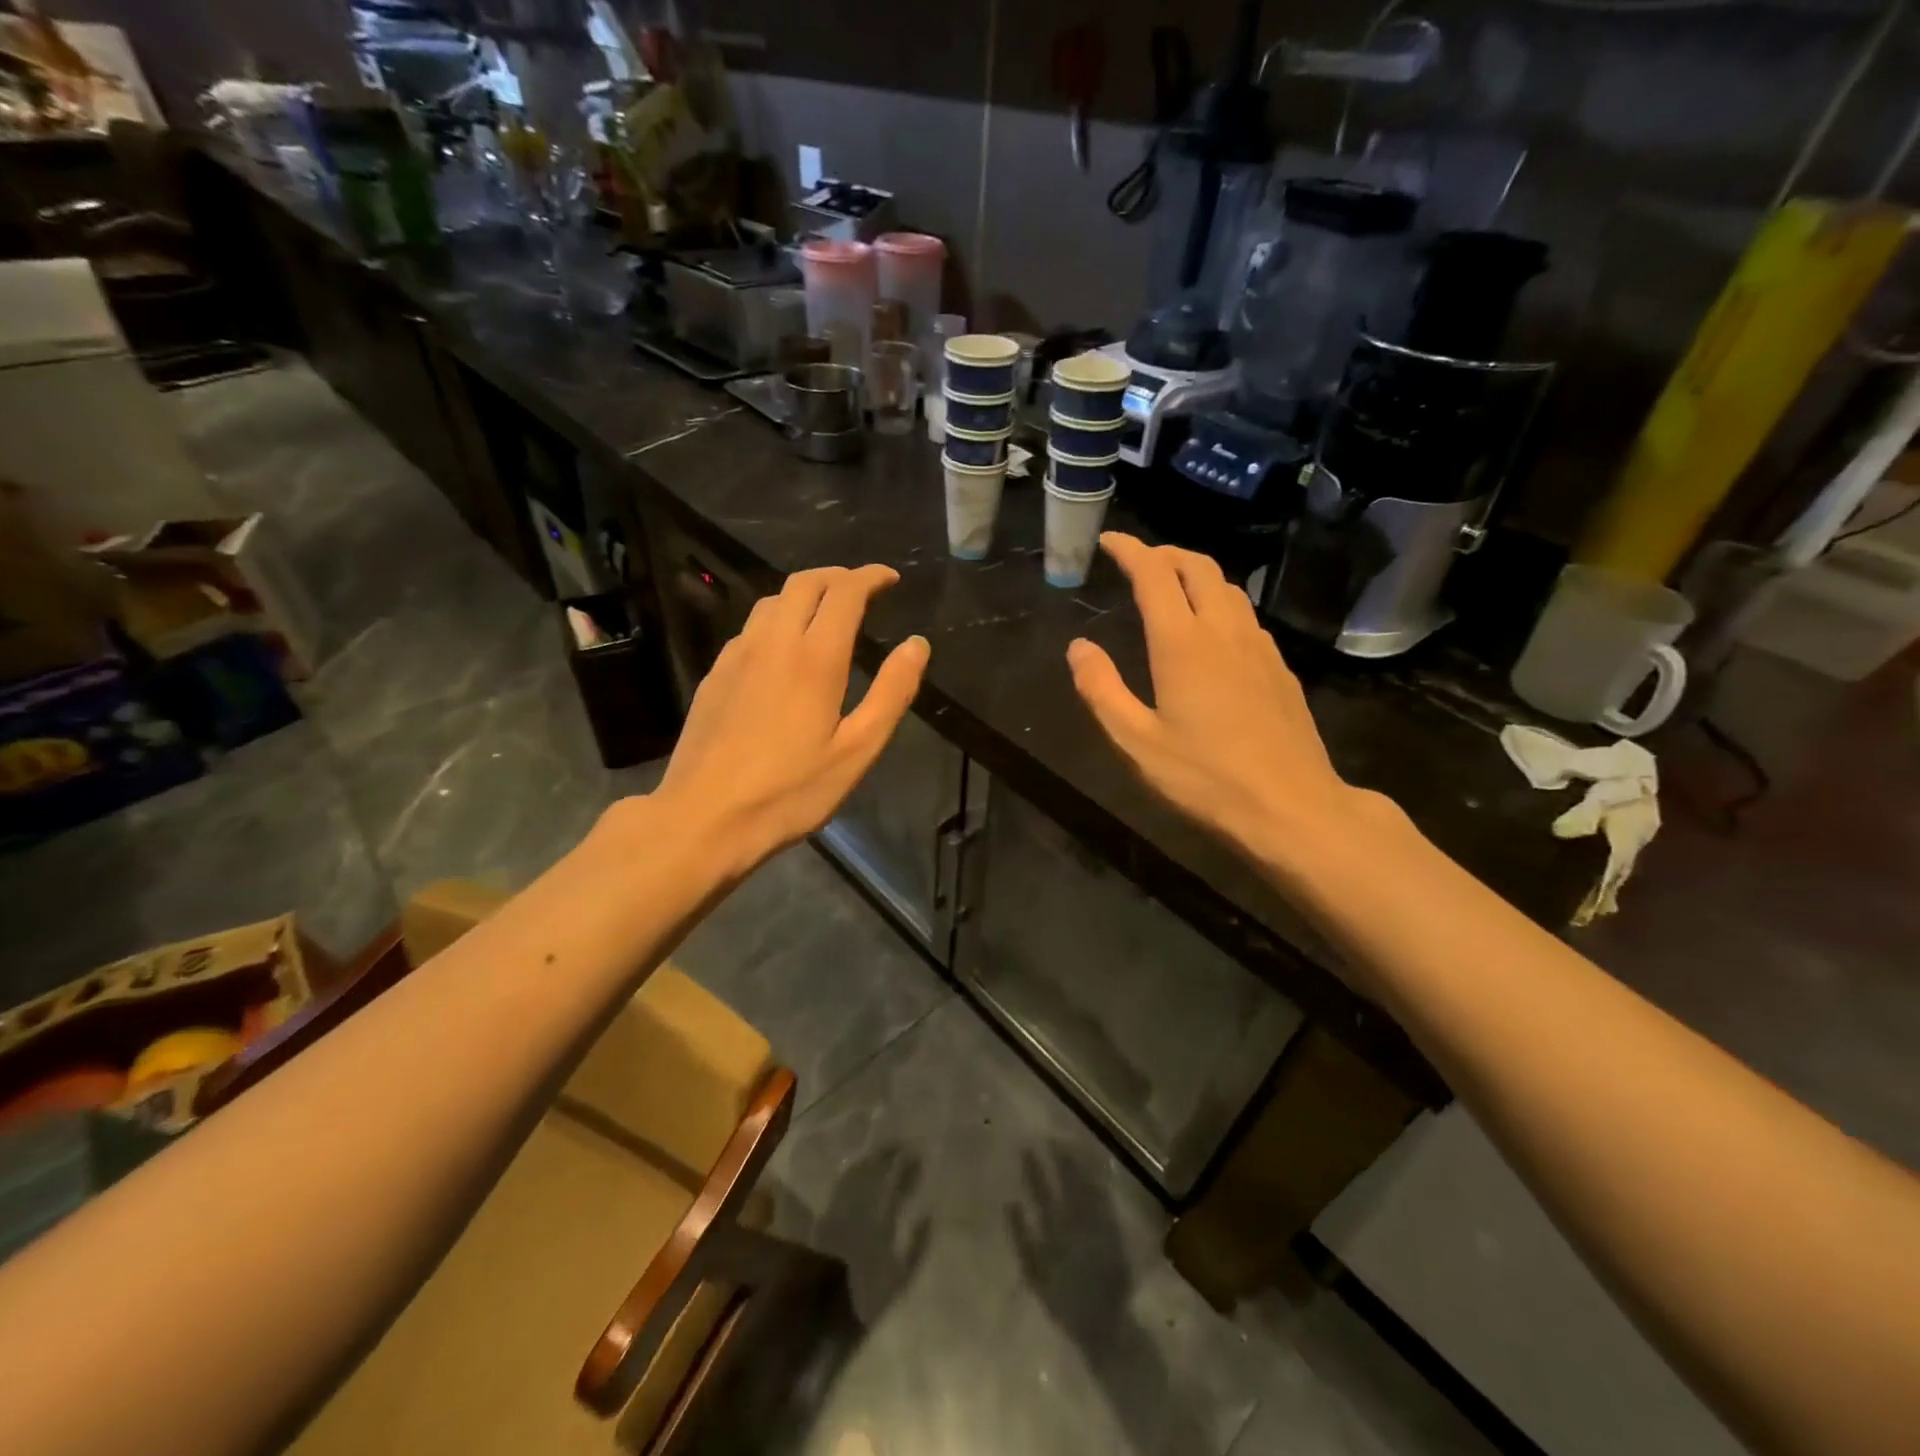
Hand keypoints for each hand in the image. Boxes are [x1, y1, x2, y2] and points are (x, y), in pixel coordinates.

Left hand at [652, 565, 928, 878]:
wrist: (703, 818)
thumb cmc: (790, 791)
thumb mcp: (856, 751)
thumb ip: (891, 693)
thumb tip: (917, 645)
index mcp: (815, 658)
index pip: (845, 592)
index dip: (870, 577)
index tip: (890, 578)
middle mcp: (773, 642)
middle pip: (804, 583)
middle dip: (838, 576)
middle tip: (862, 590)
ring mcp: (737, 656)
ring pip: (772, 601)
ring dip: (805, 593)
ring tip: (826, 613)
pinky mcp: (715, 675)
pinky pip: (750, 628)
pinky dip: (777, 619)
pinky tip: (783, 649)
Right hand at [1067, 533, 1375, 867]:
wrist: (1292, 807)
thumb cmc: (1205, 778)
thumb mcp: (1136, 742)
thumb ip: (1101, 690)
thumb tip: (1078, 647)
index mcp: (1182, 643)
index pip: (1154, 574)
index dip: (1130, 550)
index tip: (1109, 541)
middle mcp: (1224, 631)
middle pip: (1198, 567)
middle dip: (1165, 553)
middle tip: (1138, 559)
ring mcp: (1259, 647)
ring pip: (1228, 588)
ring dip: (1195, 574)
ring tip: (1171, 586)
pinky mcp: (1280, 668)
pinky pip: (1245, 615)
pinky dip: (1220, 602)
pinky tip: (1212, 630)